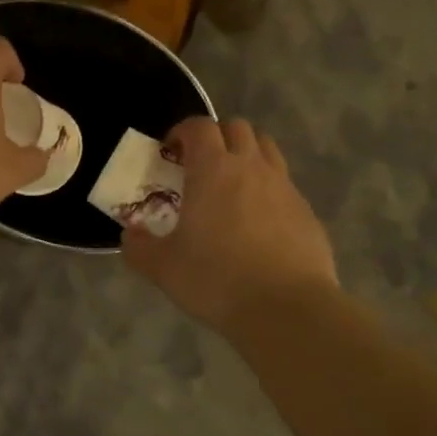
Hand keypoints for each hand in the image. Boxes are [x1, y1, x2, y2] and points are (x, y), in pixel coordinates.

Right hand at [124, 117, 336, 332]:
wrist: (287, 309)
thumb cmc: (216, 279)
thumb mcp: (163, 268)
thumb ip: (139, 247)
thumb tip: (130, 235)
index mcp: (213, 170)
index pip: (199, 126)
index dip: (182, 131)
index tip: (170, 152)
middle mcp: (251, 167)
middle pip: (237, 128)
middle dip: (216, 137)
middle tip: (200, 165)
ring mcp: (284, 187)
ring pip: (266, 148)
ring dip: (246, 154)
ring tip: (231, 185)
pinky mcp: (306, 211)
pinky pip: (284, 184)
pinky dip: (267, 188)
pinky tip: (258, 221)